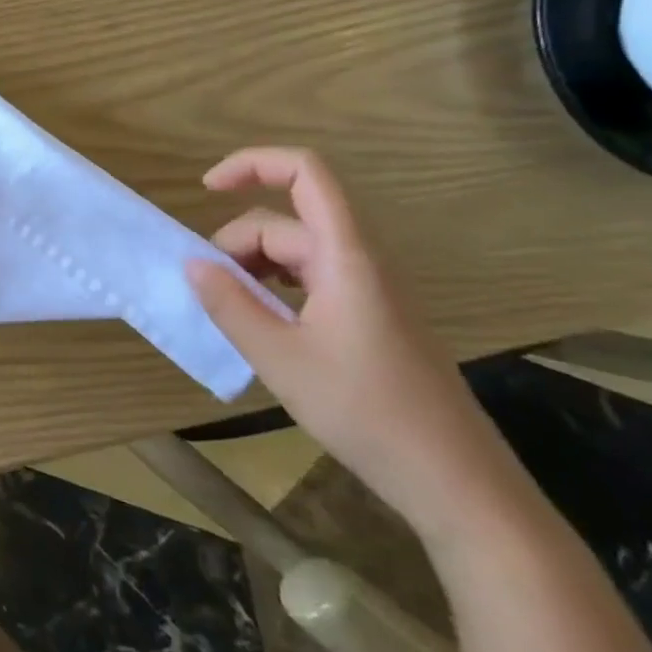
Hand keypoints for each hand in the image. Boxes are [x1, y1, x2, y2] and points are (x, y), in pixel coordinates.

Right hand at [187, 147, 519, 537]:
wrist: (460, 486)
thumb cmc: (368, 413)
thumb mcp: (280, 359)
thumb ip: (230, 304)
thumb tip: (192, 262)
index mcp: (346, 256)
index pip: (305, 172)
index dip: (252, 164)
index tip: (206, 189)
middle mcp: (360, 261)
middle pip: (286, 222)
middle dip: (236, 244)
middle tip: (207, 291)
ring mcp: (369, 290)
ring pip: (296, 253)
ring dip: (253, 269)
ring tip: (229, 312)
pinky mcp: (372, 318)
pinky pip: (312, 281)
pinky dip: (276, 289)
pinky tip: (262, 326)